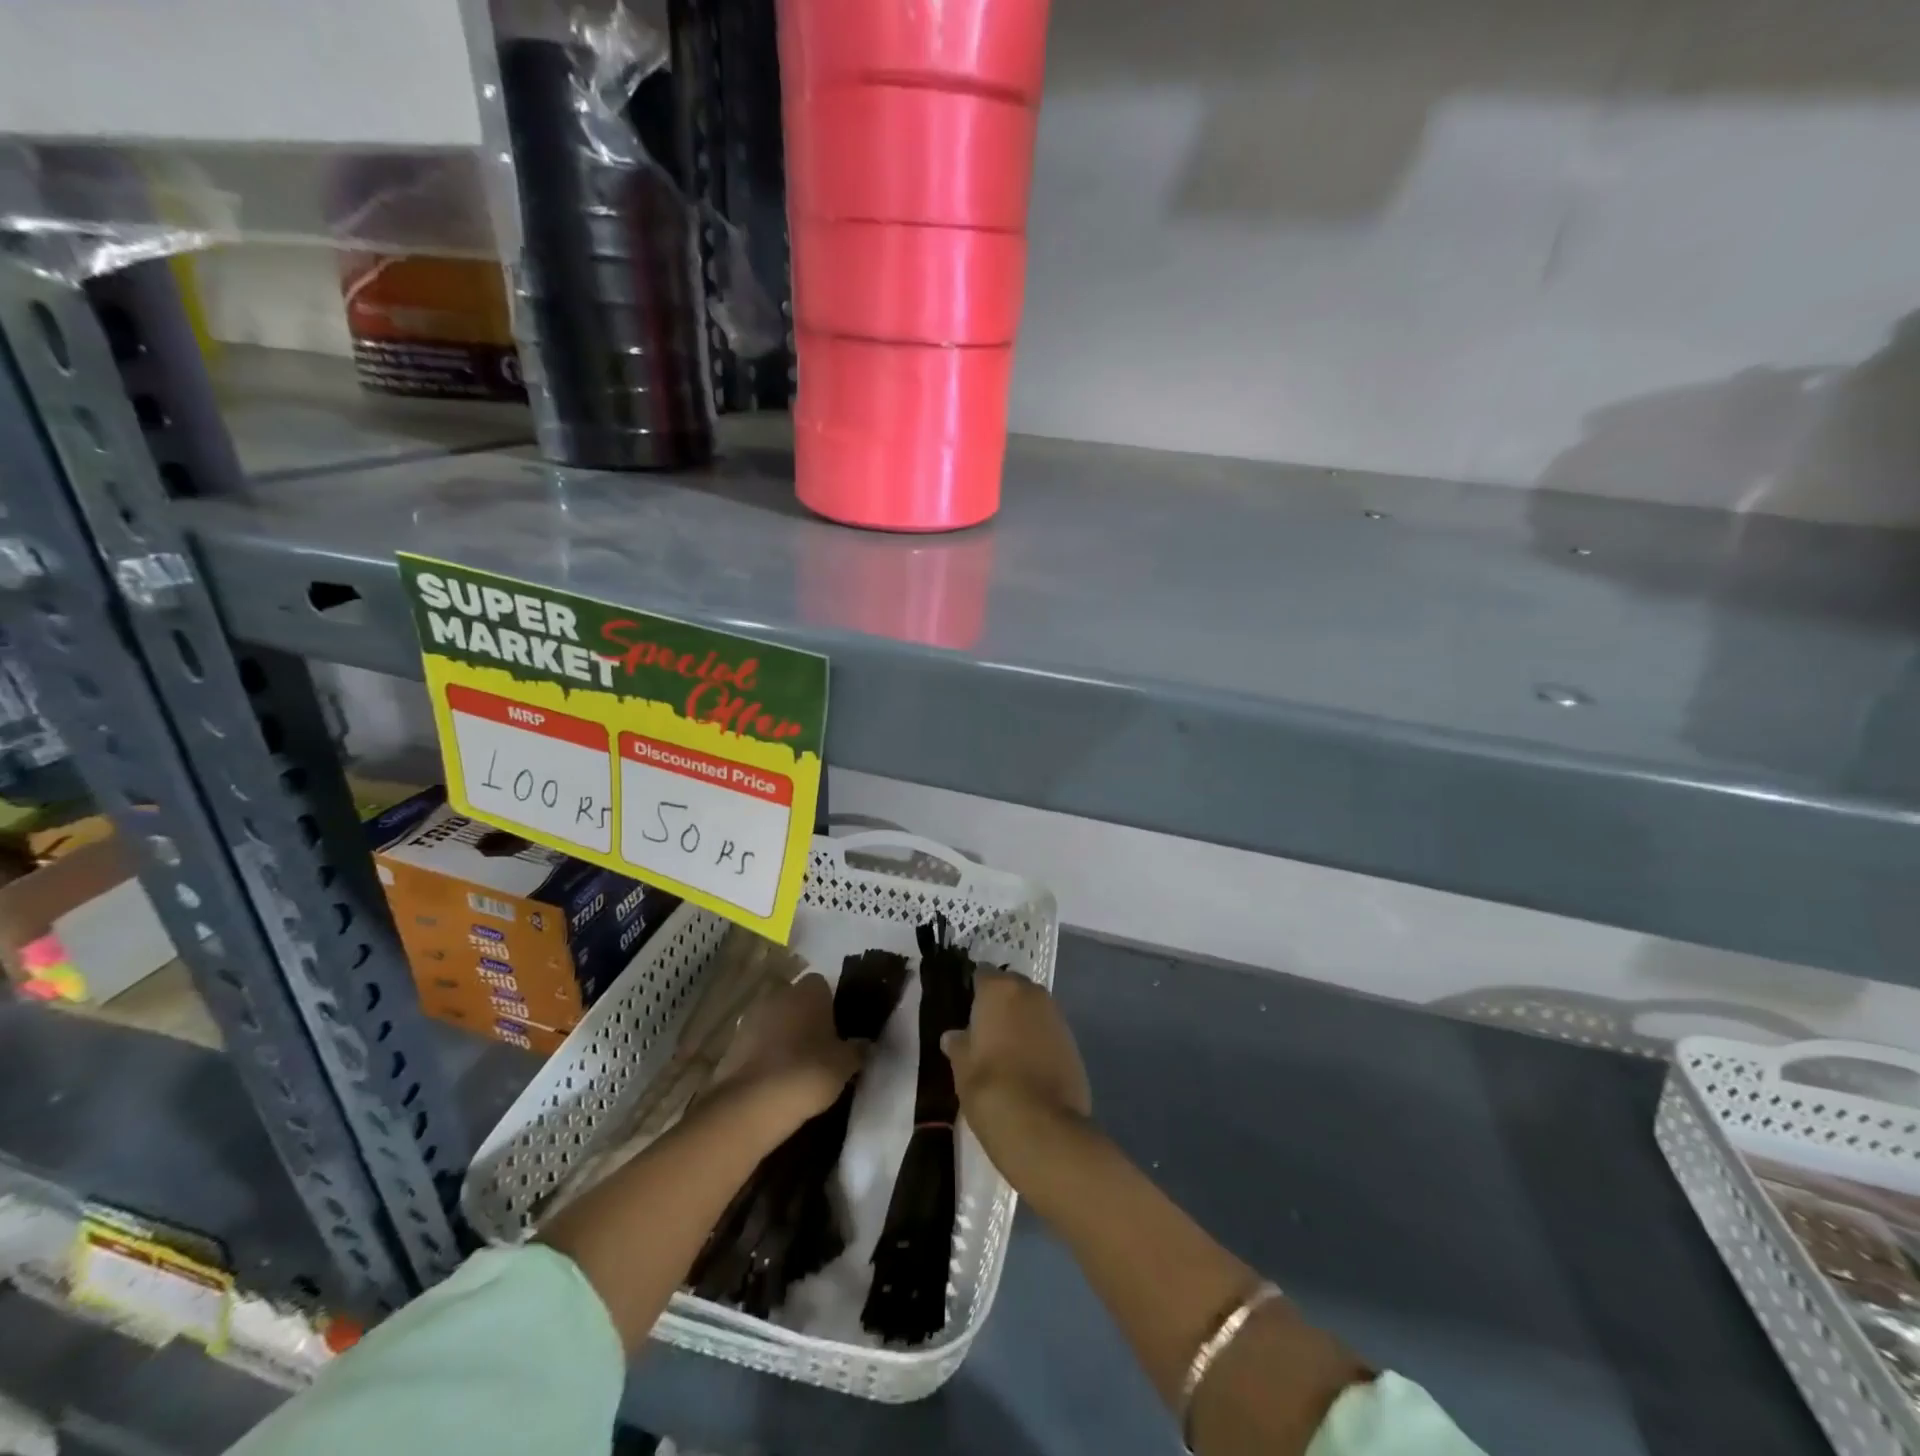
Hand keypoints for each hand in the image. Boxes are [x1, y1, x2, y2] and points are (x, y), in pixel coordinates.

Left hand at [709, 973, 862, 1125]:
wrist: (752, 1104)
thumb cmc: (808, 1072)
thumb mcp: (846, 1064)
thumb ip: (857, 1049)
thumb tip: (865, 1044)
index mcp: (809, 991)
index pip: (823, 985)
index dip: (830, 1005)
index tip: (837, 1030)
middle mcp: (779, 995)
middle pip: (796, 1001)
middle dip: (805, 1019)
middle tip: (819, 1048)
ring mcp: (751, 1017)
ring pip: (774, 1020)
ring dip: (782, 1036)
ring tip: (796, 1067)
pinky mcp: (731, 1044)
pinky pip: (756, 1043)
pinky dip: (764, 1055)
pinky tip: (774, 1080)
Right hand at [942, 970, 1090, 1167]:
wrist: (1043, 1127)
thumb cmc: (991, 1088)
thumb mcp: (962, 1067)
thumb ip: (959, 1044)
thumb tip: (954, 1036)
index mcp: (999, 990)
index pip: (982, 974)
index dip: (973, 990)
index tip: (966, 1010)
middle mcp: (1031, 993)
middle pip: (1011, 987)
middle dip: (1000, 1003)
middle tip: (985, 1030)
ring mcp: (1056, 1015)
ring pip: (1032, 1008)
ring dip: (1021, 1020)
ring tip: (1006, 1049)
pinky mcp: (1073, 1041)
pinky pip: (1048, 1030)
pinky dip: (1038, 1039)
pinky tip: (1028, 1065)